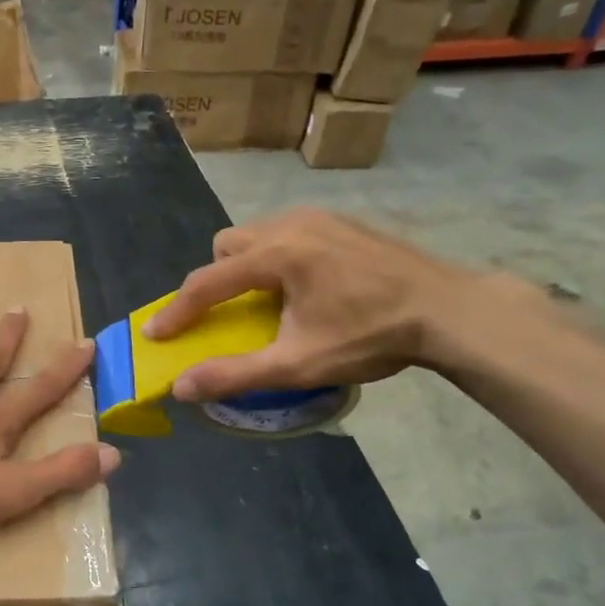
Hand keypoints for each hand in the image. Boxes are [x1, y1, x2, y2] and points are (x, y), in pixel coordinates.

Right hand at [143, 209, 478, 400]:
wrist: (449, 311)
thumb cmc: (372, 336)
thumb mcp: (299, 364)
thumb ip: (235, 374)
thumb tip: (181, 387)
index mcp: (277, 255)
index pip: (208, 282)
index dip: (176, 311)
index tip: (154, 334)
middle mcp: (291, 224)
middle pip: (228, 245)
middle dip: (219, 278)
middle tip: (235, 312)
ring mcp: (320, 217)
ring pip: (257, 234)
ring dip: (248, 265)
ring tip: (272, 300)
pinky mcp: (342, 221)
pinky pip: (288, 232)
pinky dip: (279, 257)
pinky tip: (308, 286)